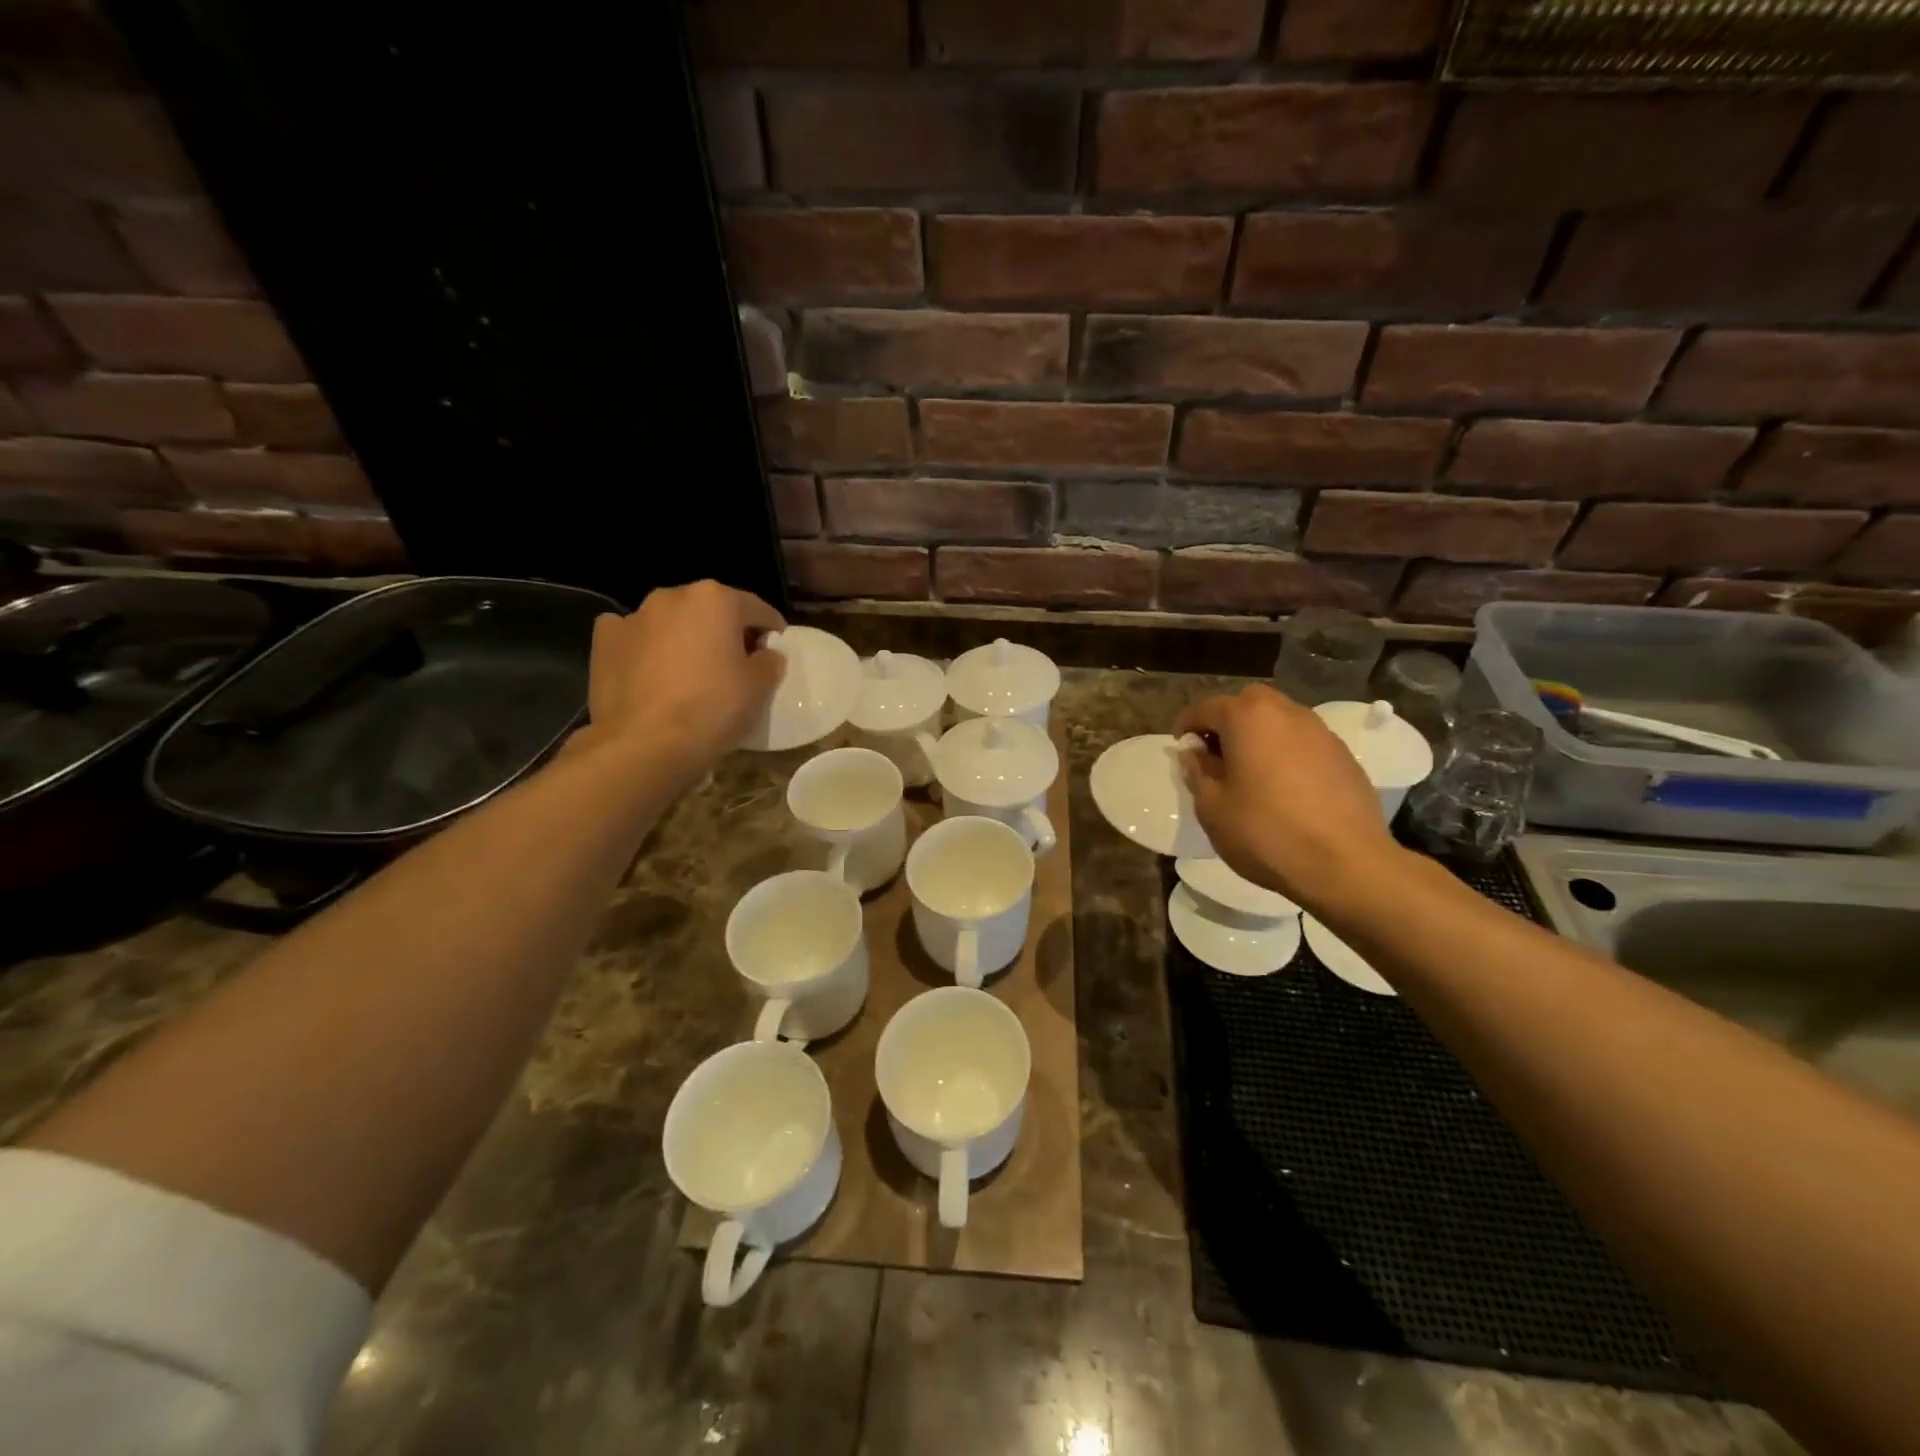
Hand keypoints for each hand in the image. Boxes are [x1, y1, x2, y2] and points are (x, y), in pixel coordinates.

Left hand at [583, 580, 785, 779]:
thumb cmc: (712, 709)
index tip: (775, 647)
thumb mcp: (759, 688)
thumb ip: (769, 662)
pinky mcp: (603, 641)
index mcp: (716, 599)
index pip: (756, 608)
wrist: (644, 745)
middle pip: (710, 609)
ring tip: (690, 671)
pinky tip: (650, 673)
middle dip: (724, 630)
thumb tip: (765, 654)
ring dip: (684, 637)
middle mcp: (673, 596)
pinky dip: (645, 648)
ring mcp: (633, 616)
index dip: (771, 628)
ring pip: (671, 622)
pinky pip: (634, 638)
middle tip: (734, 662)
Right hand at [1175, 684, 1404, 912]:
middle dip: (1228, 721)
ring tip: (1250, 771)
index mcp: (1248, 718)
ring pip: (1280, 720)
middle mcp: (1286, 713)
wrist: (1346, 864)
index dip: (1187, 725)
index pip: (1206, 708)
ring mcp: (1321, 733)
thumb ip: (1198, 771)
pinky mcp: (1344, 756)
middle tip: (1216, 754)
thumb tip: (1194, 752)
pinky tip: (1284, 787)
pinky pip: (1304, 742)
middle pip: (1249, 703)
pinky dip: (1286, 752)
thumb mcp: (1212, 807)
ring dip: (1260, 735)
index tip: (1181, 747)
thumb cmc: (1265, 832)